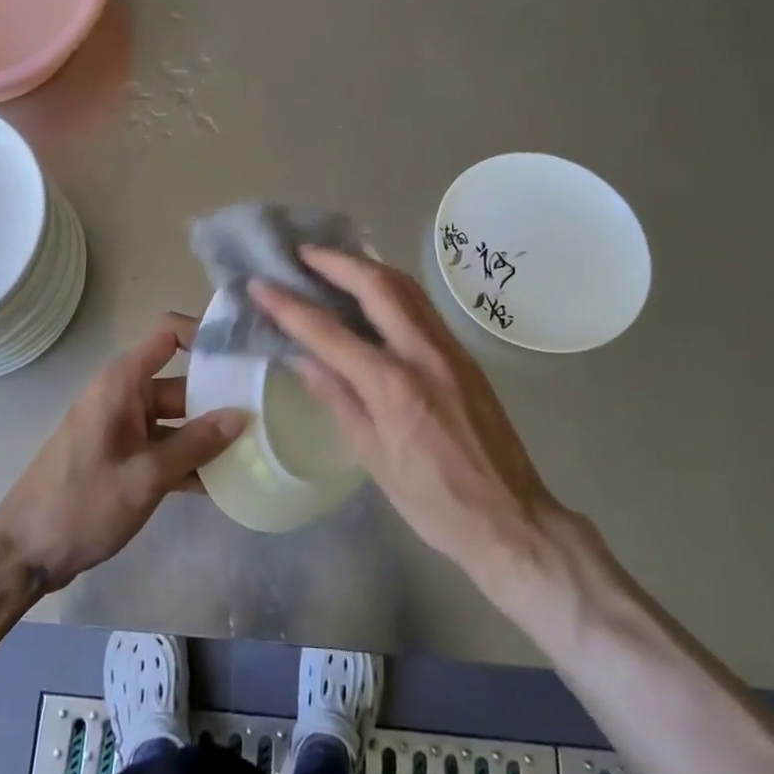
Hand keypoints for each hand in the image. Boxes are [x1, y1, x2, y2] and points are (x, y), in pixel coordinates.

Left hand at [0, 313, 246, 591]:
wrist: (24, 552)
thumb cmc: (81, 503)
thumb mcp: (145, 476)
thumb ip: (195, 445)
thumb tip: (242, 416)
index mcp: (123, 382)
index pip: (168, 333)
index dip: (204, 332)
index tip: (244, 352)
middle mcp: (126, 395)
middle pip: (182, 381)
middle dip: (220, 395)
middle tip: (268, 409)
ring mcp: (125, 428)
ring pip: (178, 419)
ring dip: (209, 435)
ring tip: (257, 448)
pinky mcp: (125, 457)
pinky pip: (166, 447)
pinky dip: (190, 460)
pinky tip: (225, 483)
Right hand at [252, 250, 570, 592]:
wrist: (512, 519)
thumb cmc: (434, 503)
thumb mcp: (374, 458)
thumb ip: (338, 399)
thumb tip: (302, 358)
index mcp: (393, 387)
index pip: (329, 332)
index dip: (289, 306)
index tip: (261, 284)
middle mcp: (423, 354)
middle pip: (377, 285)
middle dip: (336, 262)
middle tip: (302, 254)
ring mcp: (449, 349)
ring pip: (406, 287)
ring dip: (366, 266)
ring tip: (334, 261)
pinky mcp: (464, 354)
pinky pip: (422, 305)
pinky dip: (391, 287)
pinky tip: (373, 293)